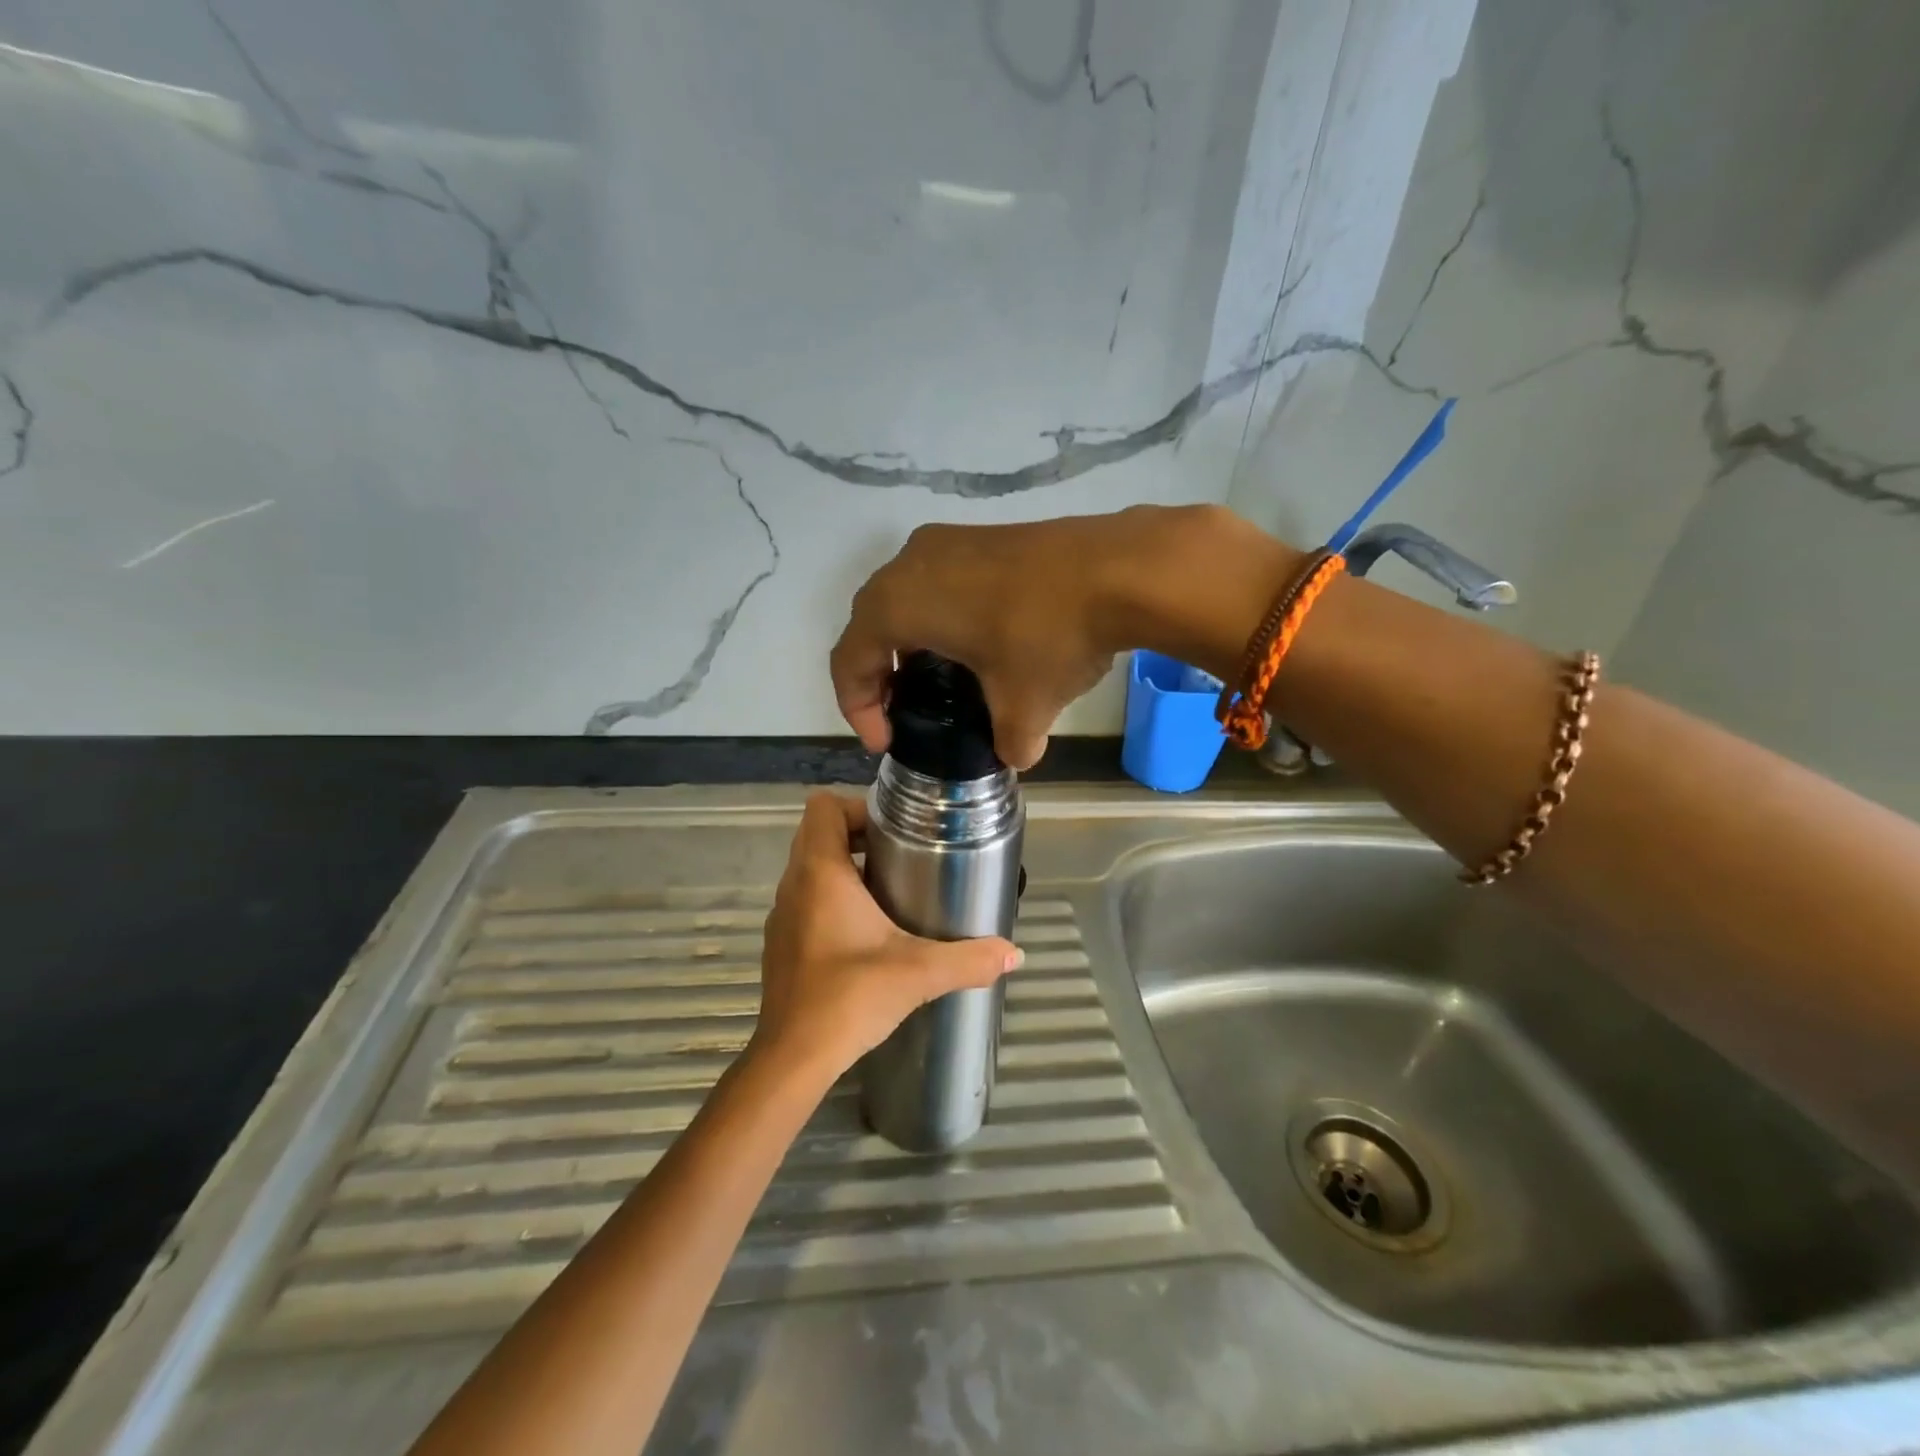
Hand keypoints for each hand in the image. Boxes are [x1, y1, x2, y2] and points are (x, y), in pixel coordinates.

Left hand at [750, 793, 1022, 1083]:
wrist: (794, 1058)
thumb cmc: (850, 997)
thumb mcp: (919, 972)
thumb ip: (969, 959)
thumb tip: (1014, 954)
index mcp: (820, 872)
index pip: (823, 807)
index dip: (858, 807)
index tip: (895, 830)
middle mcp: (795, 884)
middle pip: (819, 833)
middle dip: (860, 835)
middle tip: (904, 855)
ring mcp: (783, 914)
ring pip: (811, 867)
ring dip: (847, 867)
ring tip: (891, 889)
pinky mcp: (782, 943)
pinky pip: (807, 899)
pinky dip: (833, 899)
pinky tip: (867, 933)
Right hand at [830, 505, 1293, 768]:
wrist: (1121, 567)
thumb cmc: (1049, 637)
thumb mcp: (1023, 707)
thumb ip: (1008, 742)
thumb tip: (1016, 755)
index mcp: (897, 604)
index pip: (850, 660)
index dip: (858, 709)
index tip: (886, 742)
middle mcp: (908, 563)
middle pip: (870, 625)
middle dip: (879, 675)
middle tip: (904, 713)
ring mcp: (947, 541)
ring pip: (904, 597)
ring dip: (909, 642)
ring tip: (938, 681)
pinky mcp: (982, 536)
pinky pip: (938, 580)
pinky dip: (939, 616)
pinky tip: (975, 643)